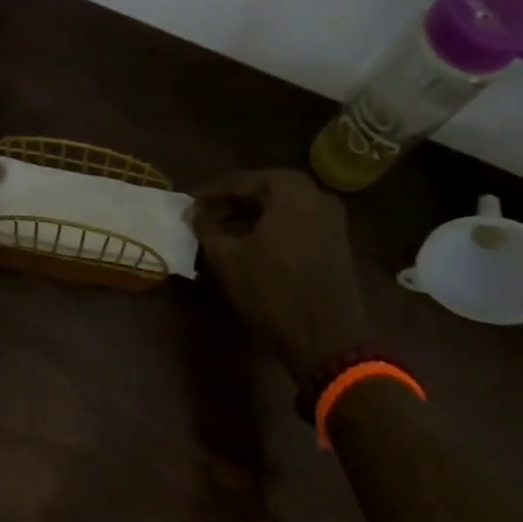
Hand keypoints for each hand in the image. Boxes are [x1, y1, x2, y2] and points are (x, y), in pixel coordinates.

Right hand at [190, 169, 366, 381]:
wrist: (326, 340)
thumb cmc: (272, 290)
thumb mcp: (227, 258)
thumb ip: (206, 228)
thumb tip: (194, 213)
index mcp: (290, 189)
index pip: (239, 181)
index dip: (209, 193)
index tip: (187, 205)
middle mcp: (315, 194)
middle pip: (261, 192)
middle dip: (229, 206)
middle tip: (202, 220)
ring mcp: (330, 219)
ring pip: (278, 209)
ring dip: (247, 219)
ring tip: (219, 236)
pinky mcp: (335, 242)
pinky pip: (294, 225)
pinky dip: (268, 231)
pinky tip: (246, 247)